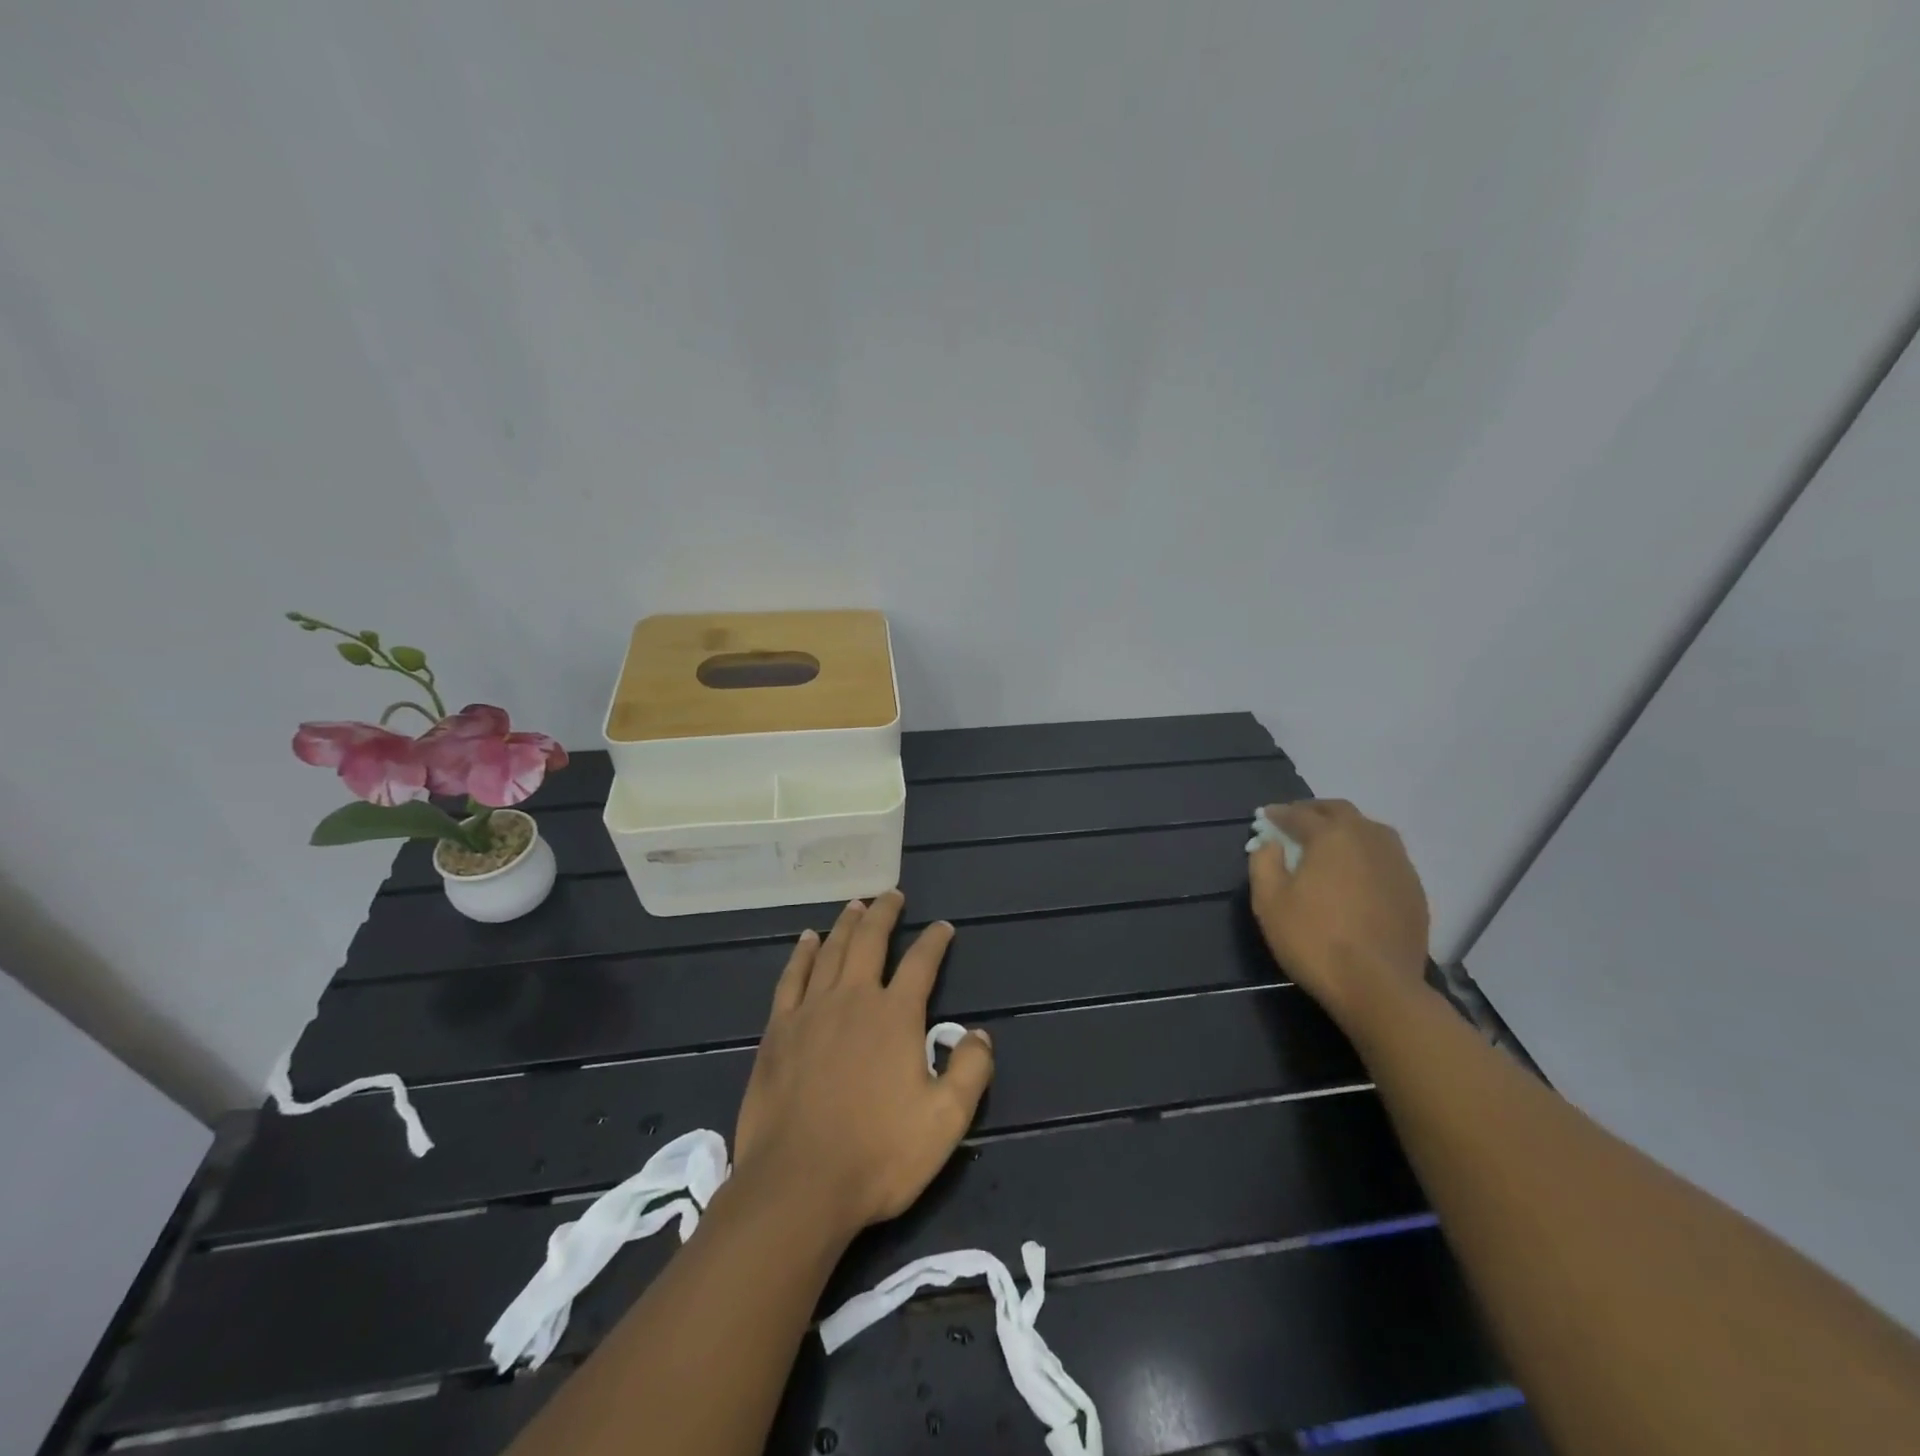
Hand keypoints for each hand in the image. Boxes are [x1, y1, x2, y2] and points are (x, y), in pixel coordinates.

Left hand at [731, 891, 994, 1240]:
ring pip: (831, 951)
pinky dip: (802, 954)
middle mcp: (854, 999)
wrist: (797, 1186)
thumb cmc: (878, 1155)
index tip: (942, 927)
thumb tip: (978, 1033)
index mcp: (896, 1016)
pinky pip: (792, 978)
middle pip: (870, 941)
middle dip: (884, 914)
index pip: (922, 963)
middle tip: (892, 895)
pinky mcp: (778, 1031)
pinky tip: (807, 940)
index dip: (935, 941)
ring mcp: (811, 1011)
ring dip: (846, 924)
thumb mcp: (945, 1121)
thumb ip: (970, 1071)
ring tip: (855, 905)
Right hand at [1248, 800, 1430, 1030]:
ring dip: (1345, 828)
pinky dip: (1366, 853)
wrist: (1378, 987)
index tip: (1265, 817)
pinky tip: (1356, 873)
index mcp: (1331, 836)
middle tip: (1295, 822)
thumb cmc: (1314, 940)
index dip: (1279, 814)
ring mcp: (1398, 863)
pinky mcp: (1414, 889)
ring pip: (1370, 830)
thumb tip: (1270, 842)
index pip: (1299, 814)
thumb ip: (1263, 862)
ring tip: (1328, 843)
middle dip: (1314, 811)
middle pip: (1340, 811)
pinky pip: (1386, 856)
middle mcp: (1368, 839)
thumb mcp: (1269, 902)